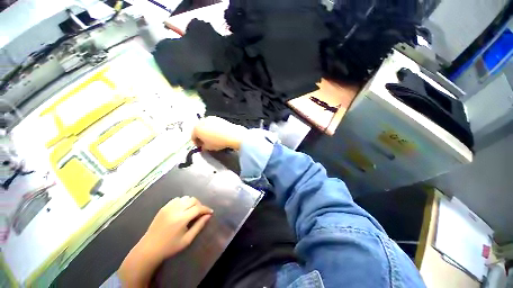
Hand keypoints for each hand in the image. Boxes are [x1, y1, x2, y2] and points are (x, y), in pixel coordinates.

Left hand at [142, 196, 212, 260]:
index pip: (198, 208)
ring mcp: (168, 207)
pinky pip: (177, 199)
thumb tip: (208, 216)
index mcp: (181, 219)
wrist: (149, 249)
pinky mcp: (164, 207)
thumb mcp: (187, 239)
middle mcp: (175, 210)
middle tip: (201, 213)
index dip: (206, 209)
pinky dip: (183, 202)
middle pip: (193, 200)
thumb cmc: (170, 247)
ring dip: (191, 202)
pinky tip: (182, 209)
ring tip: (192, 211)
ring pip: (186, 198)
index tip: (210, 212)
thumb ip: (199, 226)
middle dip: (199, 205)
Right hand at [192, 116, 247, 150]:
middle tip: (205, 142)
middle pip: (198, 130)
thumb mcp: (208, 148)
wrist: (231, 135)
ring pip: (205, 126)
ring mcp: (210, 118)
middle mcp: (201, 121)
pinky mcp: (217, 118)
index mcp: (196, 129)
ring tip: (212, 138)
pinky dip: (212, 128)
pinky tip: (217, 133)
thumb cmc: (218, 142)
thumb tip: (203, 146)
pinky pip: (212, 124)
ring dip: (206, 131)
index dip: (196, 143)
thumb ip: (203, 147)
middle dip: (201, 136)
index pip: (193, 137)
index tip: (200, 147)